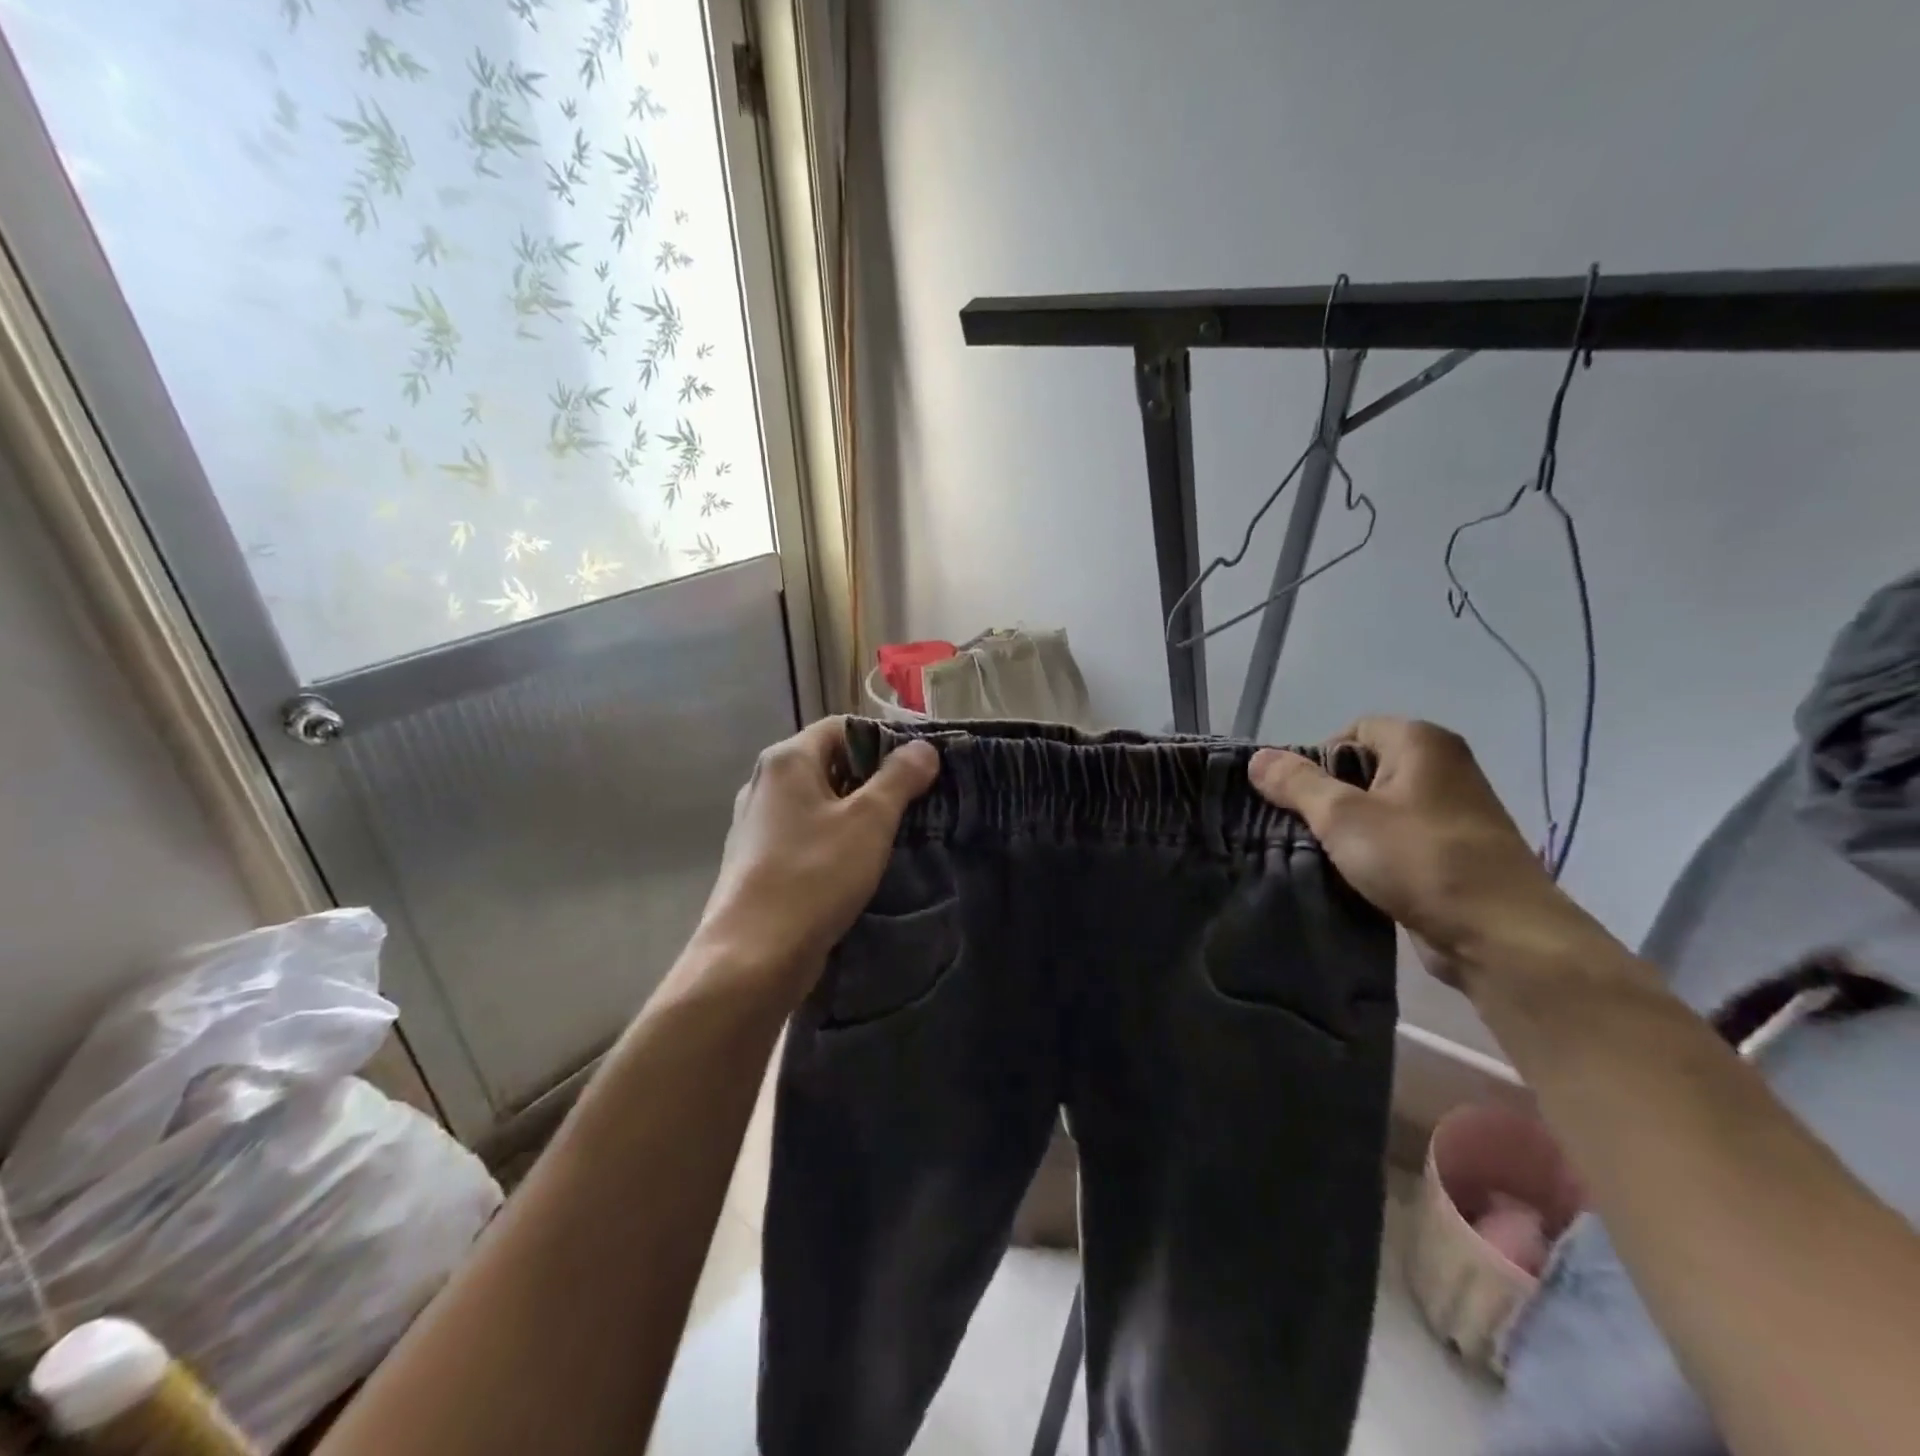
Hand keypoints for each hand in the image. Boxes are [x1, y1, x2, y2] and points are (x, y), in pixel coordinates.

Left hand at [692, 717, 939, 1003]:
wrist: (752, 956)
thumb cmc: (814, 875)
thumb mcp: (869, 821)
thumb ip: (899, 778)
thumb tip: (923, 747)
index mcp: (786, 759)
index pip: (842, 727)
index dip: (884, 739)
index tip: (919, 767)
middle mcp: (765, 782)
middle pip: (829, 762)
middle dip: (873, 778)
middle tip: (915, 801)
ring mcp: (757, 823)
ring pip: (818, 801)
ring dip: (856, 811)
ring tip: (894, 833)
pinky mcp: (757, 859)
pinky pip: (805, 833)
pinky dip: (834, 837)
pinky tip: (857, 863)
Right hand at [1248, 717, 1609, 987]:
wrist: (1501, 936)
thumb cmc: (1420, 860)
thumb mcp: (1343, 816)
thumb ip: (1296, 783)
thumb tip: (1257, 758)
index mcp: (1422, 743)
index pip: (1350, 731)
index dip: (1317, 760)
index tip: (1299, 799)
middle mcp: (1442, 768)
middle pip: (1362, 769)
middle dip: (1327, 798)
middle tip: (1304, 828)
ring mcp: (1452, 812)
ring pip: (1377, 809)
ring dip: (1347, 831)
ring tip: (1322, 856)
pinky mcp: (1453, 852)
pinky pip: (1396, 840)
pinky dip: (1372, 853)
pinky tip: (1353, 877)